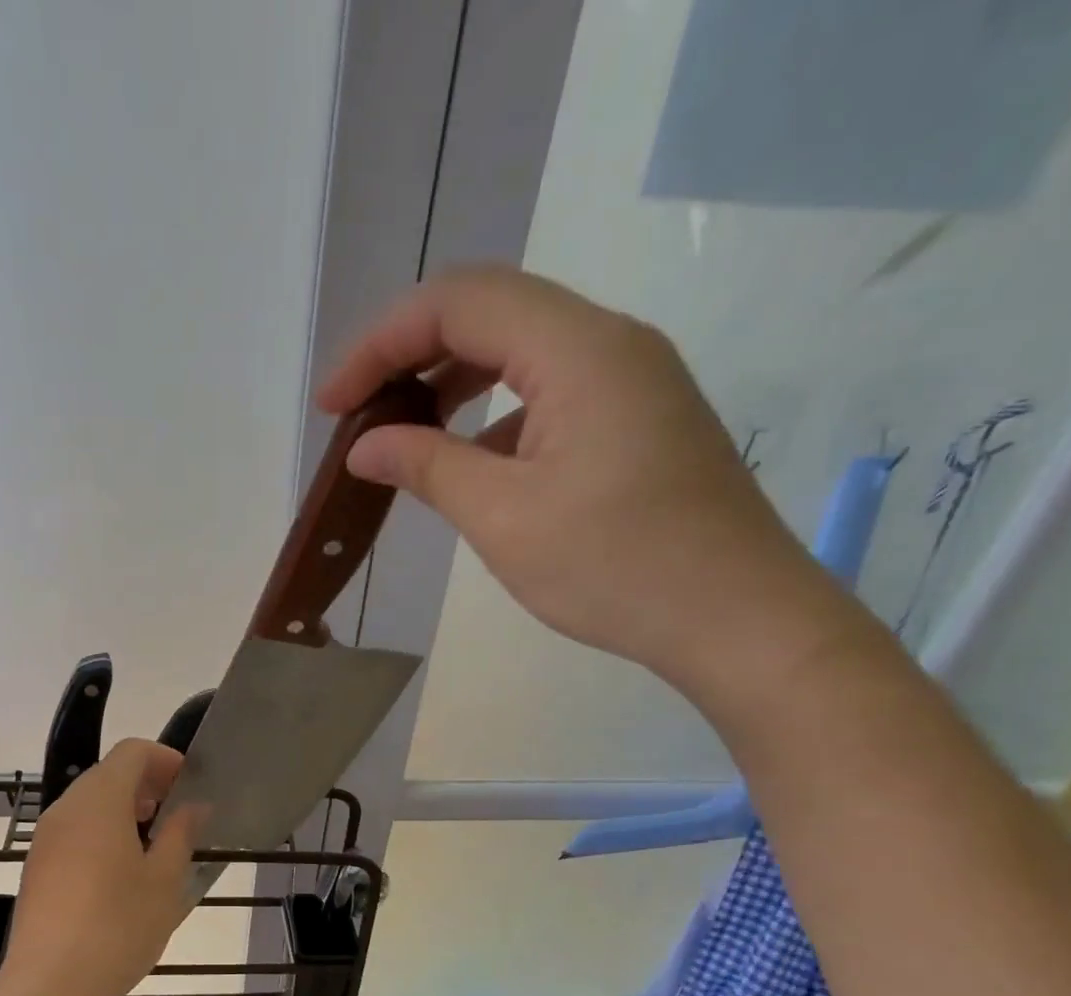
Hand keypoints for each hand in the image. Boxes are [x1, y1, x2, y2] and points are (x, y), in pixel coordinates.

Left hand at [3, 739, 203, 995]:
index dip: (165, 759)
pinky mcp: (37, 866)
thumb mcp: (165, 880)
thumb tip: (193, 806)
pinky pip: (74, 830)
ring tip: (153, 847)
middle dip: (146, 785)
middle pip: (108, 773)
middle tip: (177, 817)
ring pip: (89, 803)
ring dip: (124, 810)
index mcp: (100, 800)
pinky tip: (120, 874)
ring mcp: (46, 837)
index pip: (132, 751)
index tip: (189, 787)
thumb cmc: (118, 926)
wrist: (50, 986)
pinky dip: (101, 832)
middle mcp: (66, 808)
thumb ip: (181, 833)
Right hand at [318, 265, 862, 708]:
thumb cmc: (616, 568)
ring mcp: (630, 378)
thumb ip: (428, 466)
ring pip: (519, 350)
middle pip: (489, 312)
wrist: (736, 618)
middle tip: (358, 415)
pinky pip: (548, 390)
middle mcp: (608, 342)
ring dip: (451, 384)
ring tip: (401, 436)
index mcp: (578, 349)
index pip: (458, 303)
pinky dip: (493, 414)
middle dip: (409, 356)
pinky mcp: (636, 417)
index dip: (380, 345)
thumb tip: (365, 446)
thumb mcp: (504, 518)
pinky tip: (469, 465)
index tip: (333, 406)